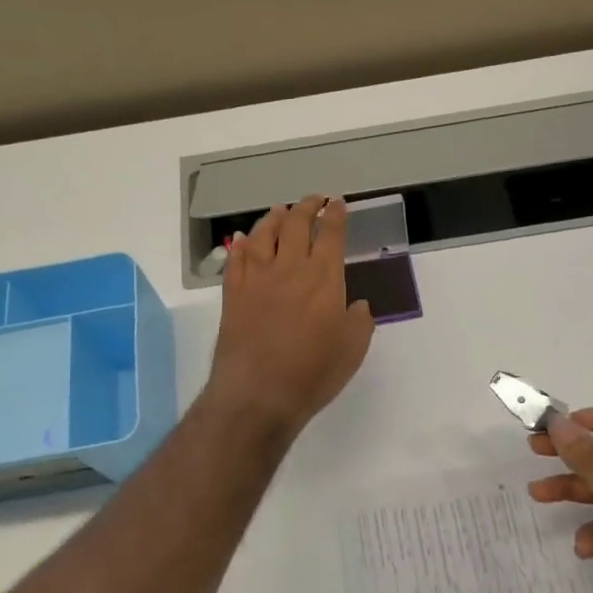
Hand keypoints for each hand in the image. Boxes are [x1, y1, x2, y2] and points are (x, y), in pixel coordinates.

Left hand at [204, 195, 375, 437]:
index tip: (338, 203)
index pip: (331, 234)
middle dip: (307, 206)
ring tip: (280, 210)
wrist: (258, 393)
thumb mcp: (352, 350)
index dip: (335, 215)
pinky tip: (243, 239)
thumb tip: (357, 305)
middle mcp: (290, 268)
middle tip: (313, 199)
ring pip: (263, 234)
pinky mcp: (233, 293)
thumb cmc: (312, 373)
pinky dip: (241, 244)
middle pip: (296, 224)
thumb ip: (359, 321)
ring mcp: (257, 278)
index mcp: (324, 278)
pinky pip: (236, 259)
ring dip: (274, 218)